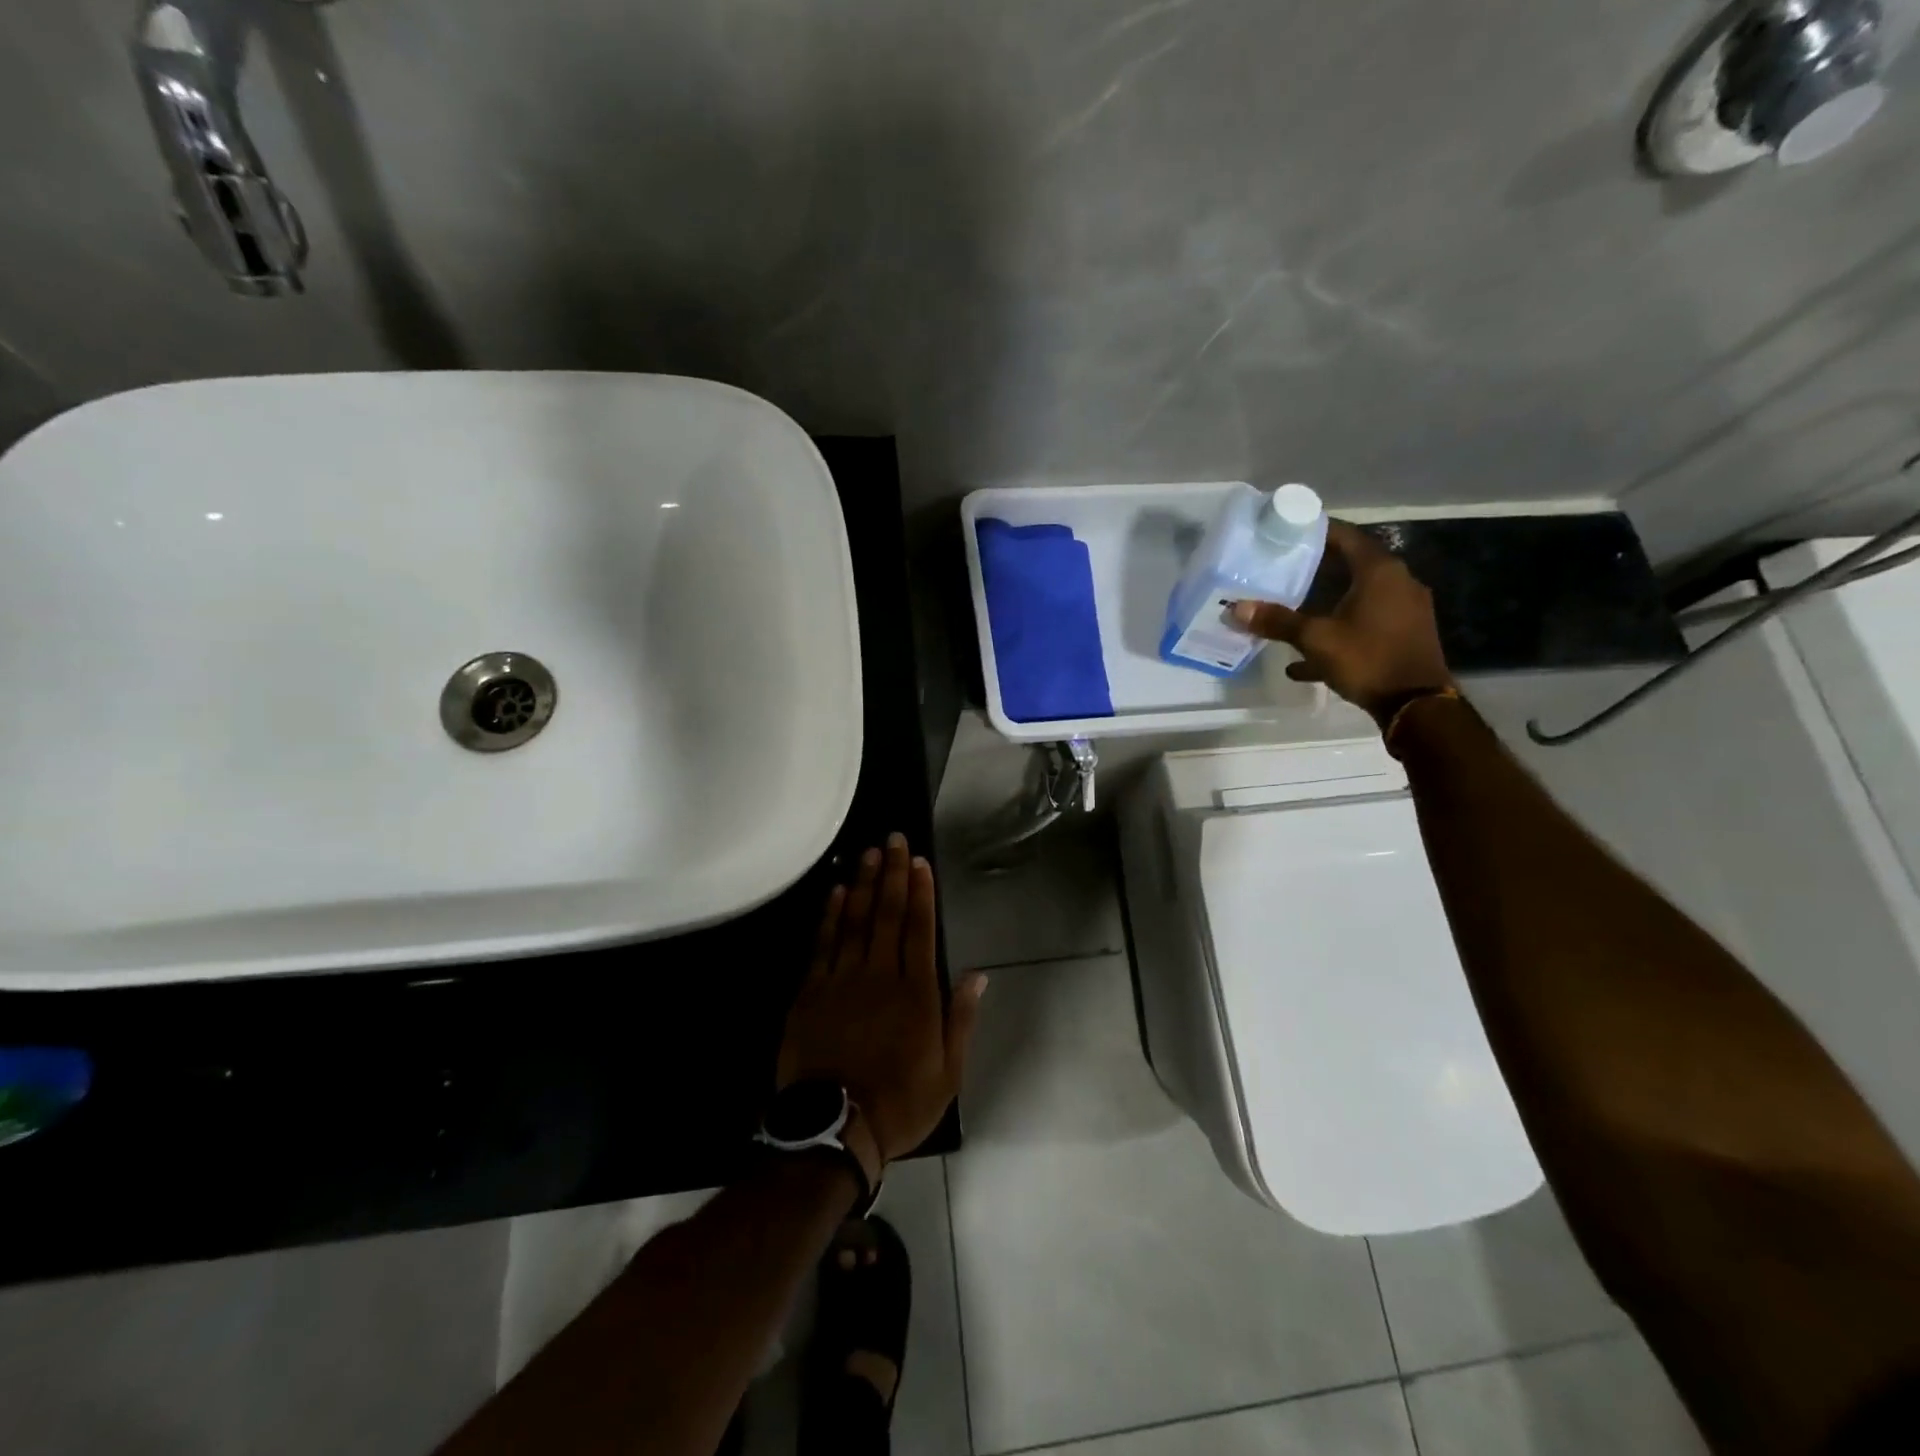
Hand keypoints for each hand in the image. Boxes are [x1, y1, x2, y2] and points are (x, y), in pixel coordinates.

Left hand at [776, 834, 986, 1172]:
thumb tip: (978, 975)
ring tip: (868, 853)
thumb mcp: (948, 1071)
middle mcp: (880, 976)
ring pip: (854, 922)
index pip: (919, 929)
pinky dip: (830, 916)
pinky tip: (835, 892)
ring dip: (861, 884)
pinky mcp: (811, 993)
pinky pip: (822, 945)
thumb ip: (961, 1018)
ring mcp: (842, 981)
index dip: (920, 892)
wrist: (834, 1130)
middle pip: (887, 915)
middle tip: (893, 839)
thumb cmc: (899, 1102)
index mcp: (916, 993)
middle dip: (892, 874)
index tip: (919, 861)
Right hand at [1232, 519, 1453, 723]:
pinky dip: (1338, 632)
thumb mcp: (1316, 639)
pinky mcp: (1403, 635)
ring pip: (1357, 597)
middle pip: (1351, 566)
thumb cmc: (1367, 658)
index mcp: (1380, 572)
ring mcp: (1404, 610)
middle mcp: (1398, 583)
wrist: (1416, 705)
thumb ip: (1277, 621)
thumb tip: (1236, 608)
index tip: (1288, 533)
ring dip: (1325, 603)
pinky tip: (1305, 659)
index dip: (1317, 532)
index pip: (1346, 537)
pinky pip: (1364, 624)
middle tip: (1281, 571)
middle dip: (1316, 570)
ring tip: (1291, 610)